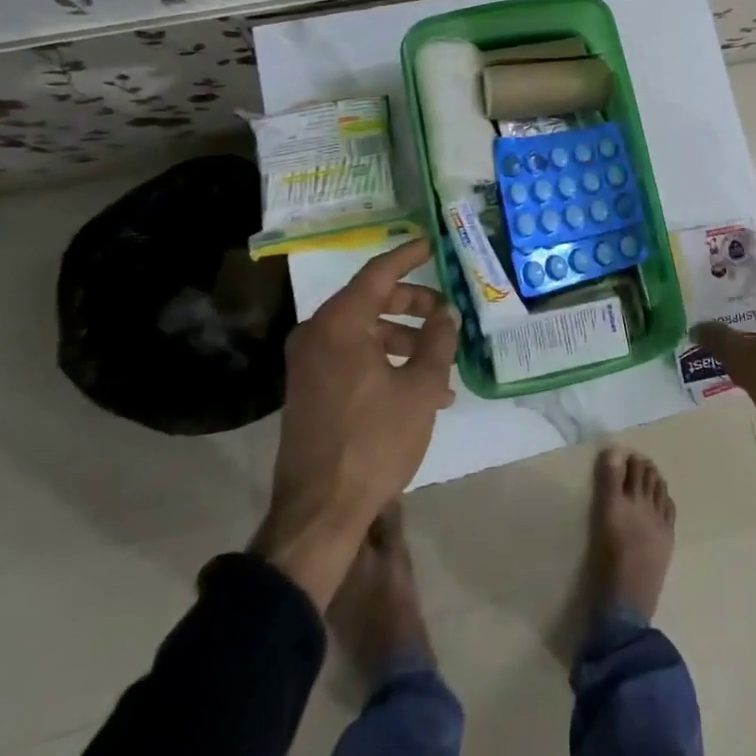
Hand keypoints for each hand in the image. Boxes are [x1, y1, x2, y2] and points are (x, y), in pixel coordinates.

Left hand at [251, 237, 457, 608]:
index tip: (431, 243)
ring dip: (404, 340)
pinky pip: (352, 357)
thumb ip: (438, 341)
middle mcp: (317, 334)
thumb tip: (447, 312)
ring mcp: (309, 363)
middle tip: (446, 313)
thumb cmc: (374, 441)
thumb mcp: (419, 388)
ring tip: (441, 364)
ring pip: (364, 332)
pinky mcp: (310, 389)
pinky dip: (384, 361)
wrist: (319, 512)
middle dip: (414, 305)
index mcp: (340, 323)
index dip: (408, 256)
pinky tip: (418, 388)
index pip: (379, 273)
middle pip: (371, 301)